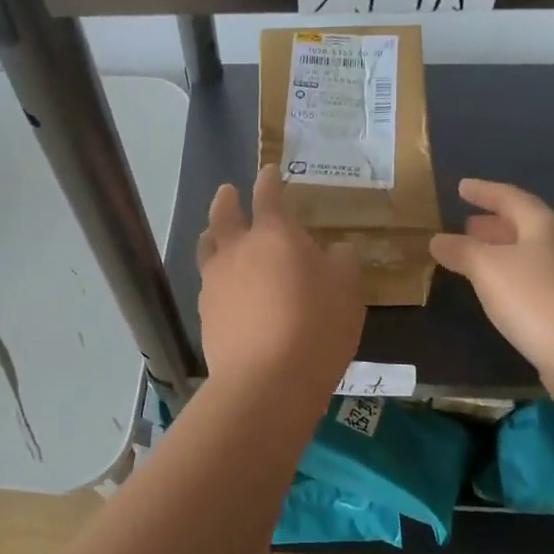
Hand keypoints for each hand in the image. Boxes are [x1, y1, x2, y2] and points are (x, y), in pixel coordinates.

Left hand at [197, 166, 364, 397]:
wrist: (267, 381)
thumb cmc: (316, 325)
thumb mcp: (348, 289)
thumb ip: (343, 261)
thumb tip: (336, 250)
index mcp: (274, 234)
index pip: (269, 195)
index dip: (270, 180)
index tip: (270, 172)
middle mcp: (237, 250)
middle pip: (224, 214)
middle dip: (227, 199)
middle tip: (228, 192)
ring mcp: (216, 282)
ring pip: (208, 248)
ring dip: (213, 235)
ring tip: (215, 234)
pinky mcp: (205, 314)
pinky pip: (208, 284)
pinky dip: (216, 276)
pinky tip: (224, 287)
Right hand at [428, 179, 553, 377]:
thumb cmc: (537, 300)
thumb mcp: (488, 268)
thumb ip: (462, 250)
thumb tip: (437, 239)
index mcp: (545, 226)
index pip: (511, 198)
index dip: (484, 191)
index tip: (462, 187)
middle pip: (524, 226)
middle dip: (494, 224)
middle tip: (466, 224)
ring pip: (530, 255)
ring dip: (501, 252)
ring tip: (475, 257)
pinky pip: (535, 282)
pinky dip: (512, 278)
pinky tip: (499, 293)